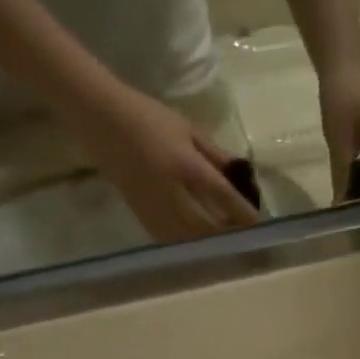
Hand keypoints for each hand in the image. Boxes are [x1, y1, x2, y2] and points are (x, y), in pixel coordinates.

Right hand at [79, 86, 258, 242]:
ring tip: (220, 239)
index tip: (256, 222)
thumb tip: (238, 175)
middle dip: (225, 232)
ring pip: (185, 237)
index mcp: (185, 165)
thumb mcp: (187, 129)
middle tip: (240, 234)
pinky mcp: (139, 213)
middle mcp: (170, 191)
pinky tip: (193, 239)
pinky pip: (166, 236)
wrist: (103, 120)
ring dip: (205, 241)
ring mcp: (152, 205)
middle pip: (205, 225)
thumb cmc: (148, 117)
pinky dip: (184, 241)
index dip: (241, 212)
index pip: (221, 195)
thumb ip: (214, 155)